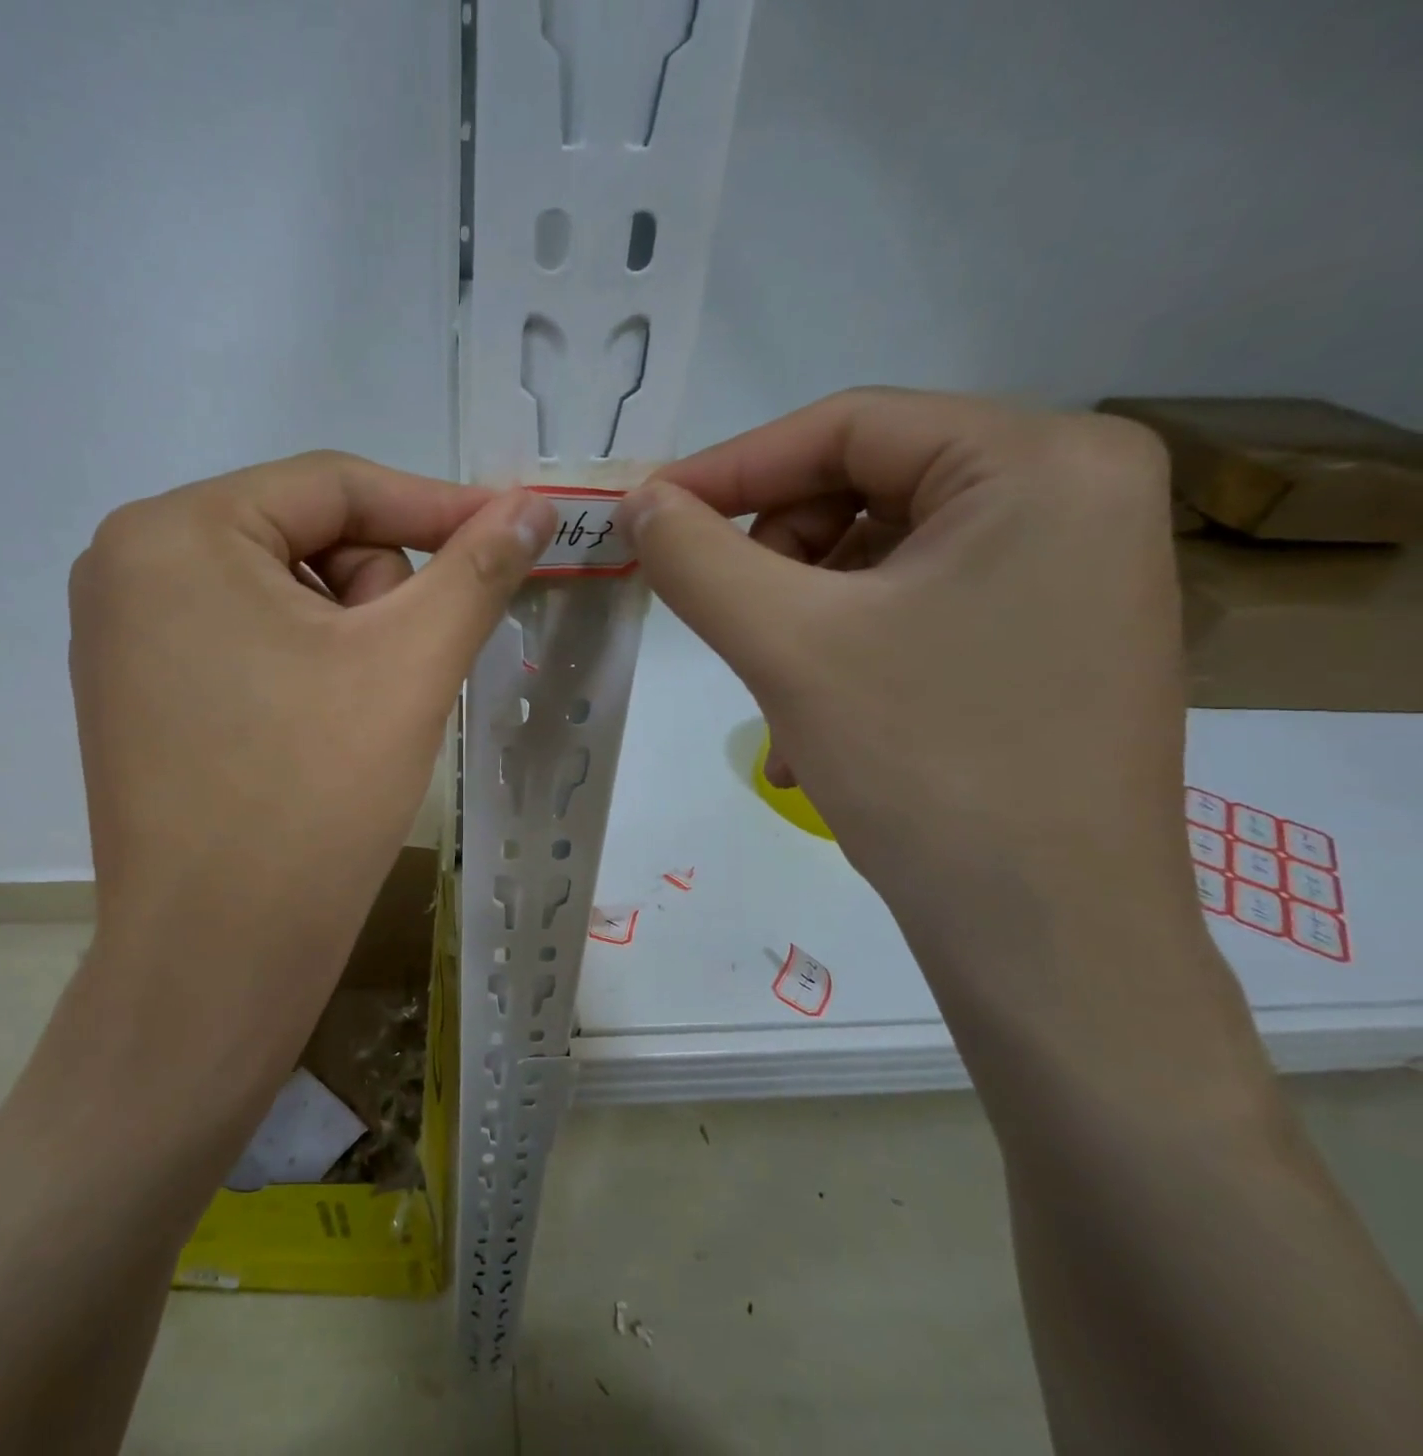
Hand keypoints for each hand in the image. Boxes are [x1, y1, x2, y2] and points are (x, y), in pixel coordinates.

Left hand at [67, 452, 552, 1074]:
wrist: (218, 956)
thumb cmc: (312, 795)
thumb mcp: (410, 664)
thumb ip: (477, 567)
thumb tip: (533, 504)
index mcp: (174, 532)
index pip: (332, 485)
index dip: (435, 507)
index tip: (512, 533)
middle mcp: (127, 565)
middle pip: (303, 538)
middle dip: (377, 594)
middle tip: (406, 673)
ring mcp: (121, 634)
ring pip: (280, 593)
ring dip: (347, 636)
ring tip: (363, 715)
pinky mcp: (135, 693)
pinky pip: (245, 642)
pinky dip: (306, 667)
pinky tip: (322, 730)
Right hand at [619, 389, 1189, 938]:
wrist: (1048, 936)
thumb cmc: (925, 765)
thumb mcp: (786, 644)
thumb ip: (696, 556)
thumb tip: (638, 503)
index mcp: (1041, 461)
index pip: (848, 426)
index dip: (730, 468)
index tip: (646, 515)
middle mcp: (1076, 494)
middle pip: (868, 488)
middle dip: (775, 559)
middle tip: (731, 625)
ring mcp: (1071, 571)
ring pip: (880, 558)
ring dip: (800, 620)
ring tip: (774, 701)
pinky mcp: (1051, 634)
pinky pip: (916, 608)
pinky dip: (846, 652)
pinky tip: (814, 728)